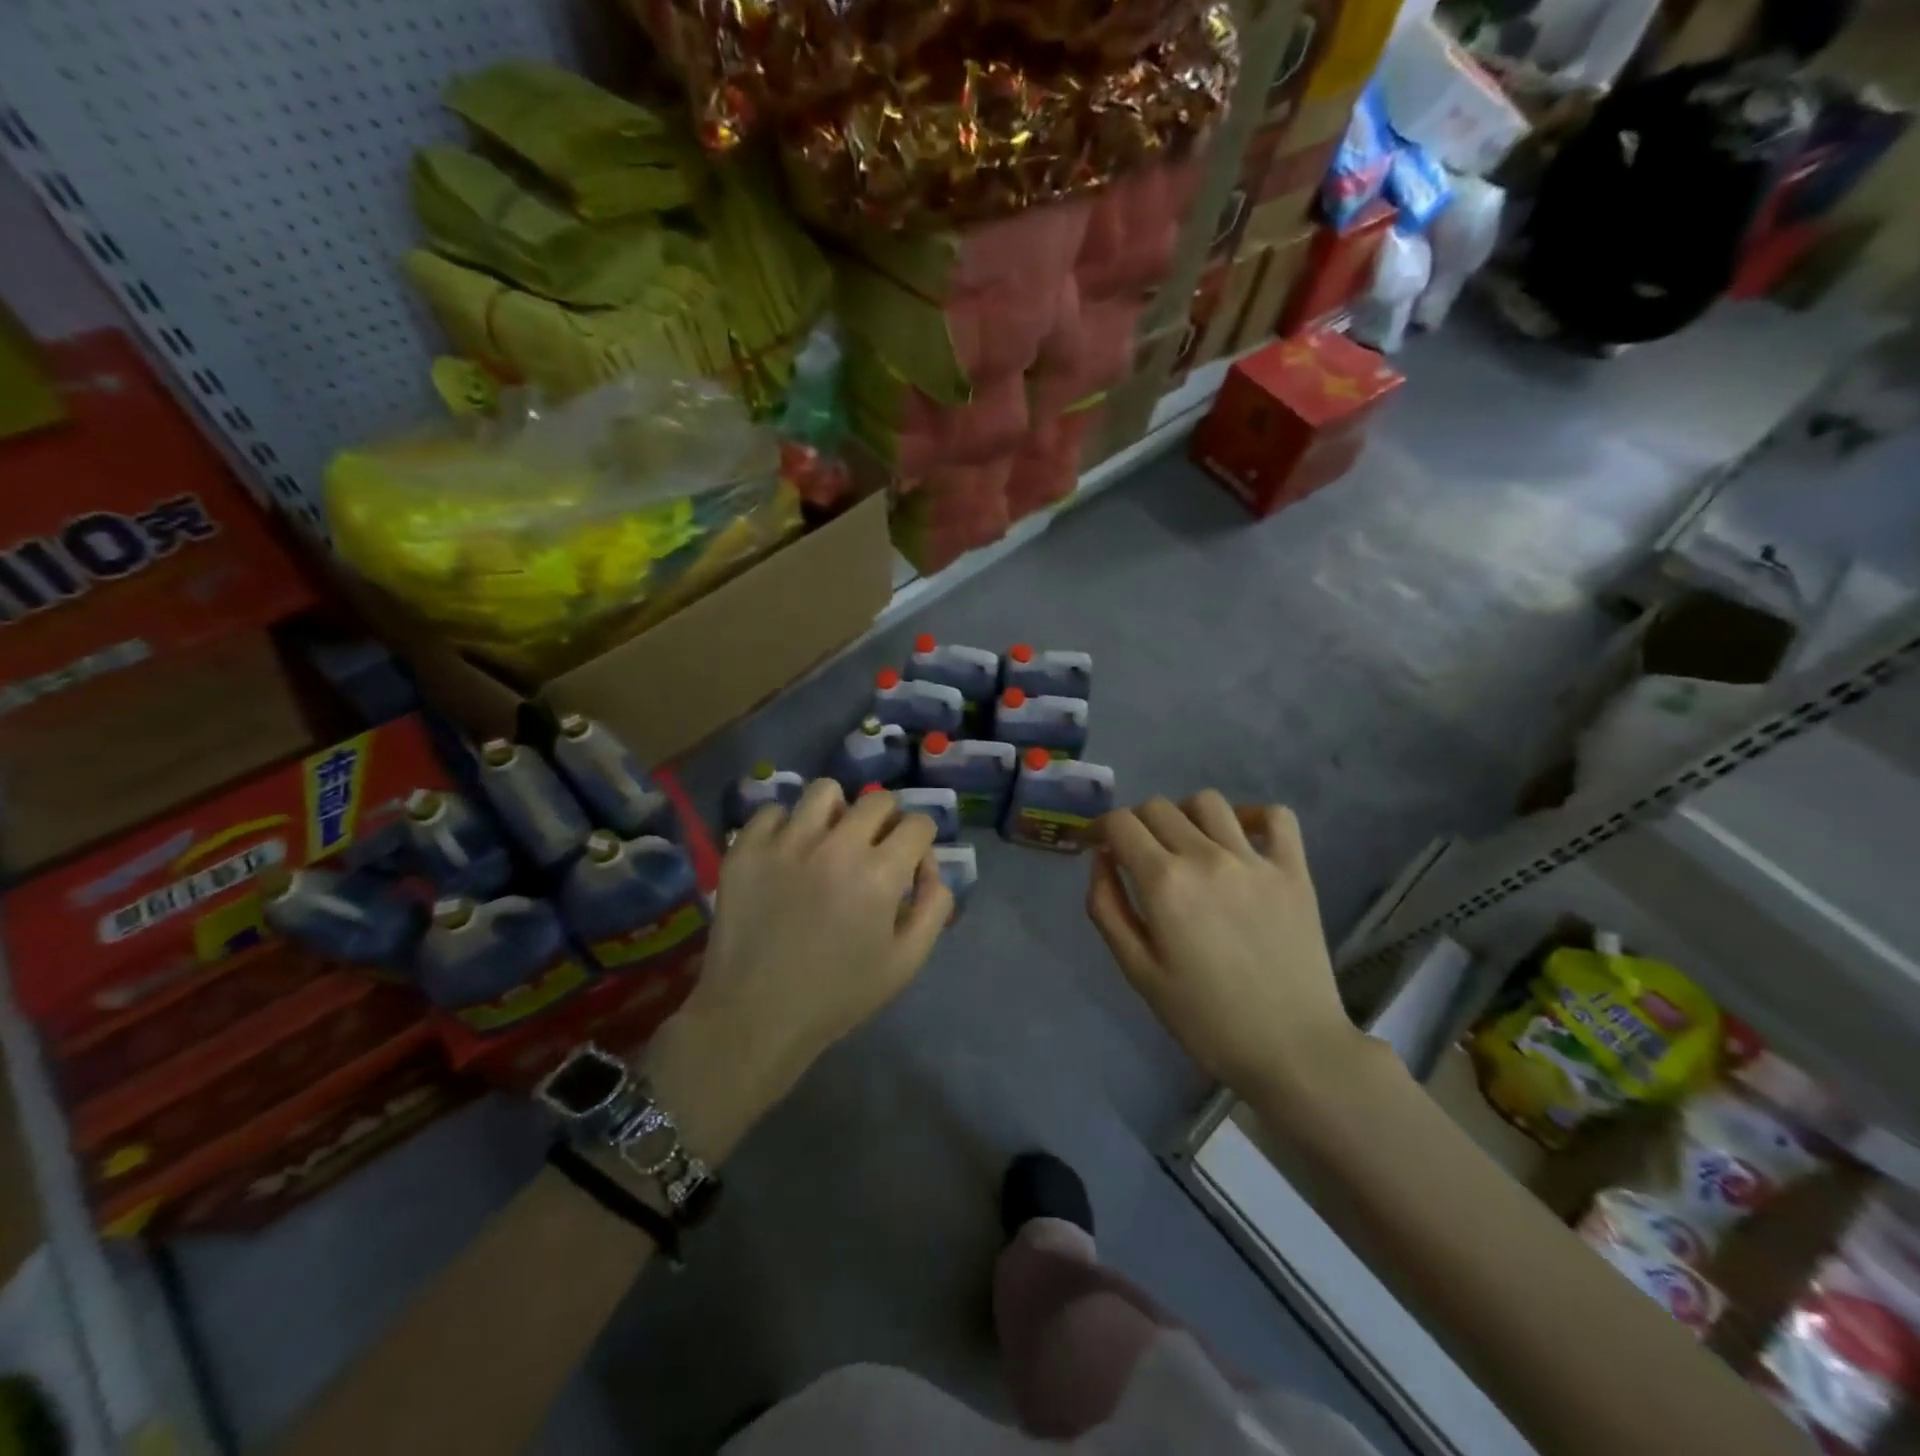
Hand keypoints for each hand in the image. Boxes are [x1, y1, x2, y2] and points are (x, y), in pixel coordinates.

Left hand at [646, 780, 950, 1159]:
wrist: (755, 1016)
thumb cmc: (838, 994)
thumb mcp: (906, 962)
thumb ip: (934, 906)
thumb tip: (931, 866)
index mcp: (880, 874)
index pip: (918, 823)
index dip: (921, 841)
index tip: (909, 861)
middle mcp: (836, 845)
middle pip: (877, 800)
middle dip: (887, 820)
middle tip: (873, 849)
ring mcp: (786, 842)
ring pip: (824, 791)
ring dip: (837, 811)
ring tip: (828, 839)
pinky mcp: (746, 849)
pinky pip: (772, 811)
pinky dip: (785, 826)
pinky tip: (786, 853)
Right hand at [1086, 792, 1361, 1093]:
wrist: (1293, 1050)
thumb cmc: (1205, 1019)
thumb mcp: (1138, 972)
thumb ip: (1107, 909)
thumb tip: (1100, 860)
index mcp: (1165, 883)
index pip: (1120, 823)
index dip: (1098, 827)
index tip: (1094, 844)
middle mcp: (1207, 857)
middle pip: (1158, 807)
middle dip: (1134, 824)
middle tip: (1135, 854)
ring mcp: (1255, 860)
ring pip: (1207, 802)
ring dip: (1183, 814)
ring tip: (1184, 844)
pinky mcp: (1295, 870)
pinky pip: (1275, 816)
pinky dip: (1251, 815)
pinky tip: (1239, 838)